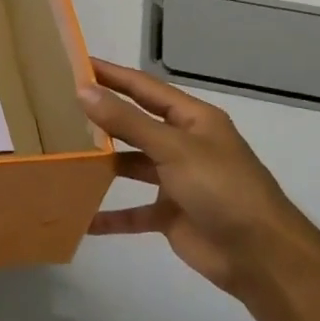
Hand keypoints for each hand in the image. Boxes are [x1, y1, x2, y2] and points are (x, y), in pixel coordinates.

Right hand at [78, 59, 319, 297]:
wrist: (261, 255)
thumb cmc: (222, 189)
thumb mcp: (174, 148)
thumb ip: (128, 122)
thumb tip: (83, 90)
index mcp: (193, 120)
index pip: (144, 88)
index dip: (112, 75)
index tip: (75, 64)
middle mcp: (184, 145)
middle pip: (135, 125)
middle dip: (102, 118)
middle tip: (58, 109)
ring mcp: (177, 181)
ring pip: (131, 167)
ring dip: (102, 165)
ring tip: (62, 156)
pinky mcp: (170, 215)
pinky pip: (133, 212)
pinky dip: (110, 215)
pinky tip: (81, 217)